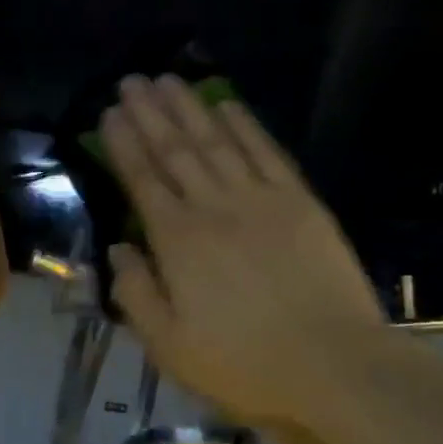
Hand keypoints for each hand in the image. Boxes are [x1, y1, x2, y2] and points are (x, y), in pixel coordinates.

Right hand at [99, 75, 388, 423]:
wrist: (334, 363)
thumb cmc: (246, 363)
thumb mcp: (171, 348)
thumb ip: (137, 295)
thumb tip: (117, 251)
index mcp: (178, 242)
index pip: (143, 180)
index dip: (124, 144)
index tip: (109, 113)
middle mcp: (215, 207)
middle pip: (177, 150)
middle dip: (150, 113)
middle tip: (132, 80)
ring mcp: (261, 199)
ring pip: (218, 142)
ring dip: (192, 108)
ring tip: (169, 80)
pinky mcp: (300, 201)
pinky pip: (267, 152)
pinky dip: (246, 125)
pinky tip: (229, 105)